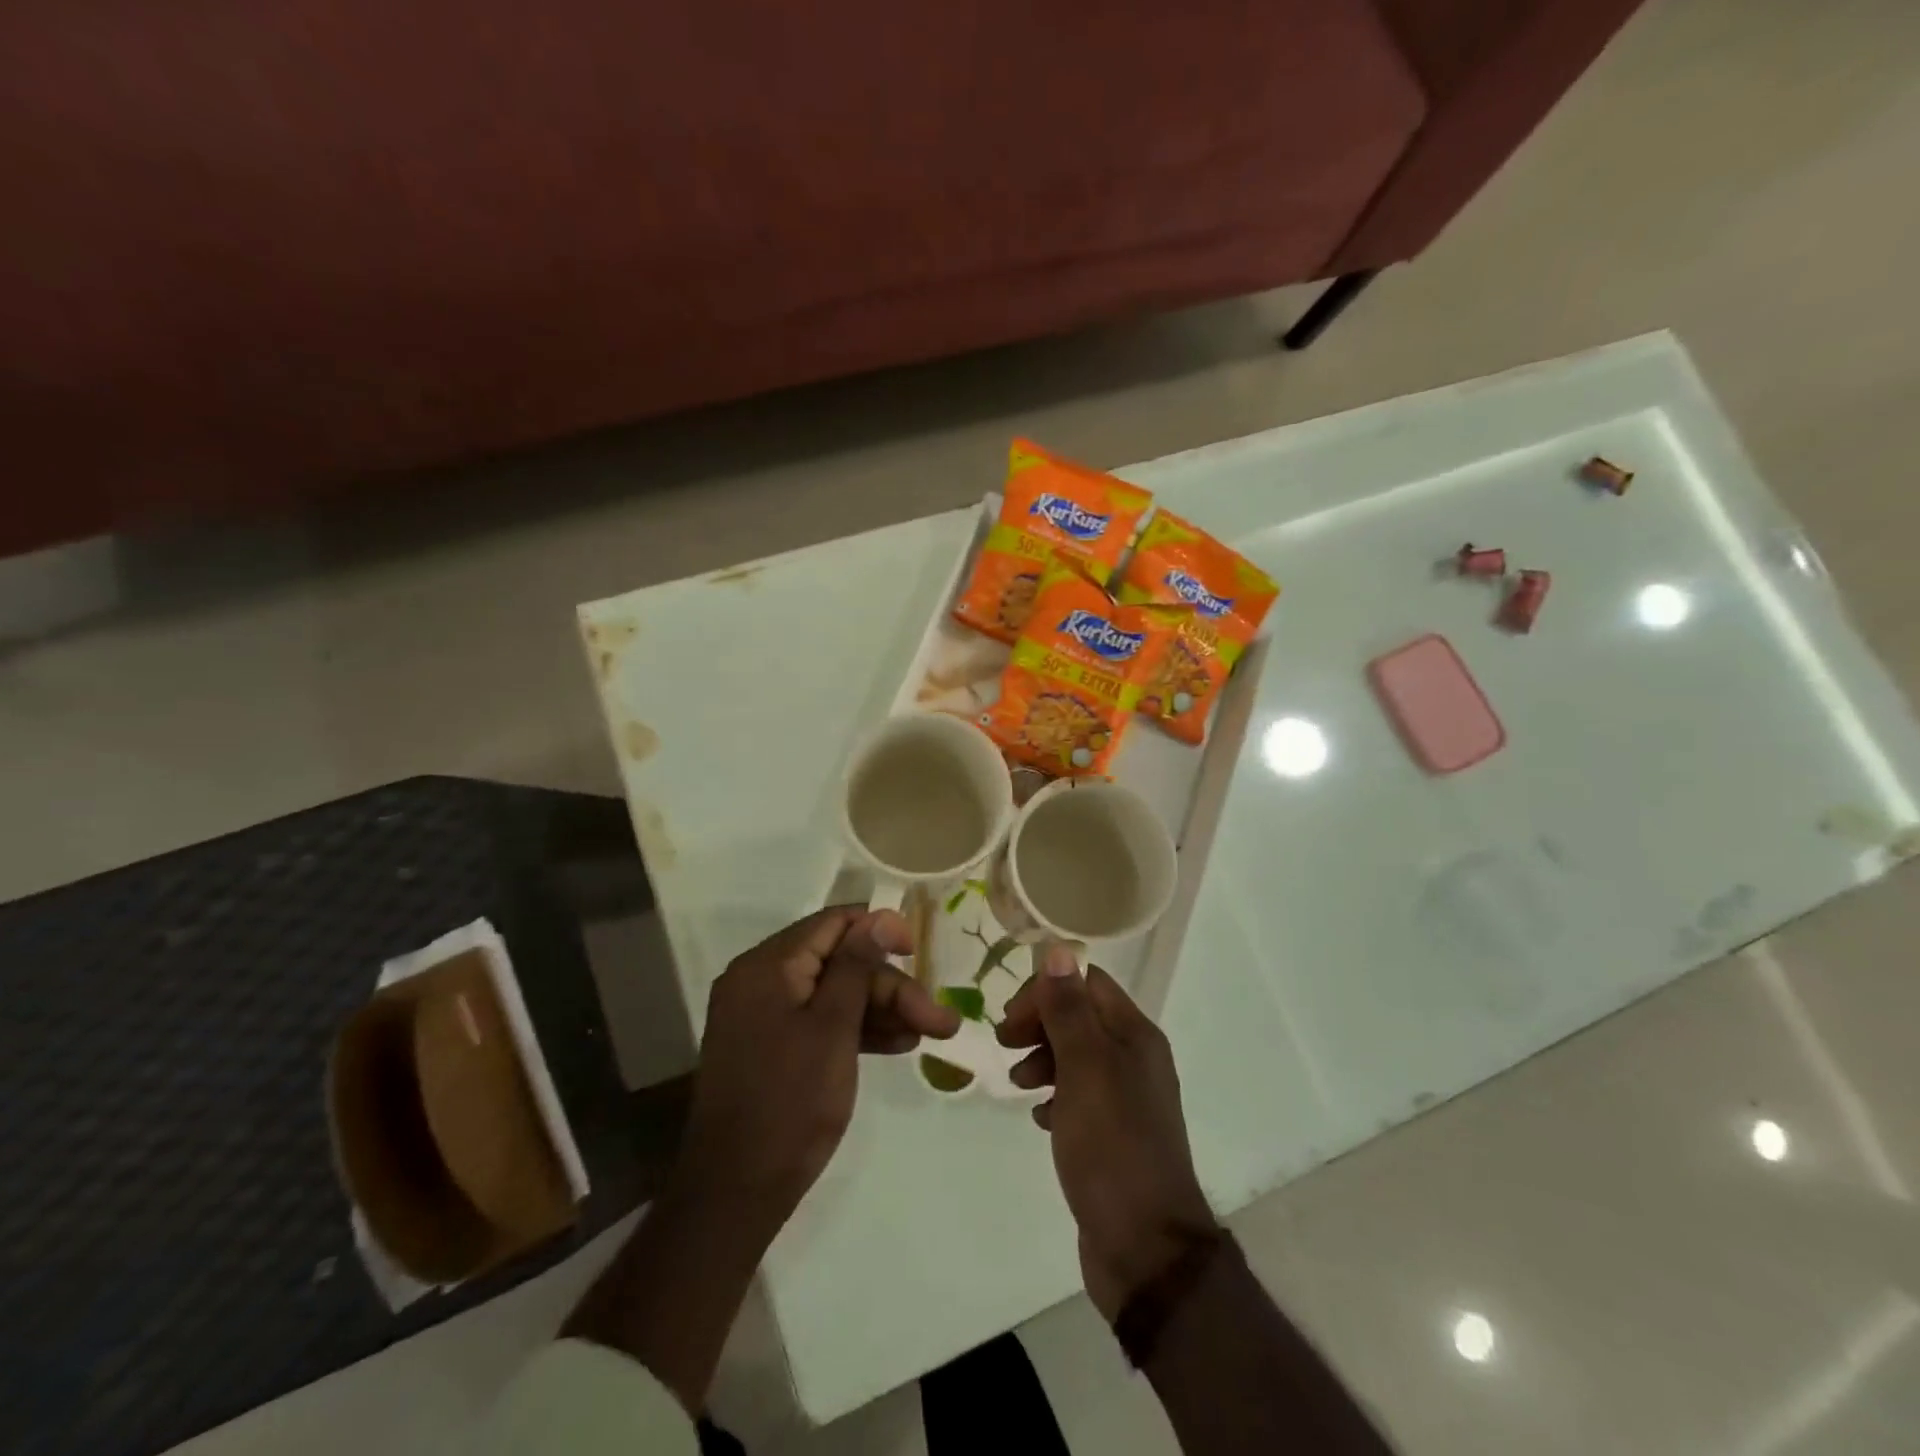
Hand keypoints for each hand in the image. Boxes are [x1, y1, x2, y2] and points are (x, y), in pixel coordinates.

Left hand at [673, 905, 960, 1232]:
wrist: (737, 1191)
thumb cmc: (791, 1101)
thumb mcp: (833, 1027)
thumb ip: (857, 966)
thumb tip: (881, 916)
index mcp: (767, 965)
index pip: (833, 923)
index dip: (880, 930)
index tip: (919, 953)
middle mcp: (760, 980)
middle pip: (838, 962)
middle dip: (890, 987)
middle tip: (938, 1019)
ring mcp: (762, 1015)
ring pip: (833, 994)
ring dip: (880, 1010)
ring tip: (926, 1034)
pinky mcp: (769, 1046)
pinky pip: (818, 1020)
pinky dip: (855, 1029)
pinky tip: (896, 1045)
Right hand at [997, 945, 1218, 1319]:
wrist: (1145, 1248)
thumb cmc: (1112, 1146)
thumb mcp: (1084, 1069)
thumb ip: (1069, 1010)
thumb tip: (1058, 949)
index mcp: (1135, 1035)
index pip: (1087, 983)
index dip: (1046, 990)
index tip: (1010, 1018)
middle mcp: (1136, 1058)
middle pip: (1081, 1016)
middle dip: (1040, 1022)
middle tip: (1004, 1044)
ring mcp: (1127, 1098)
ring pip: (1077, 1055)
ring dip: (1043, 1058)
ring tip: (1018, 1084)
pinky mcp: (1115, 1133)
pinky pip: (1079, 1095)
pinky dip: (1055, 1094)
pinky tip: (1040, 1117)